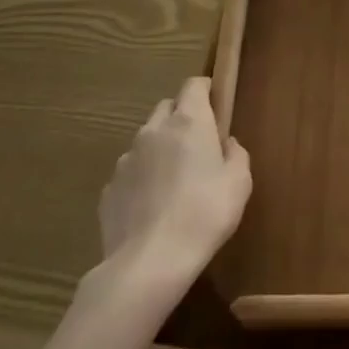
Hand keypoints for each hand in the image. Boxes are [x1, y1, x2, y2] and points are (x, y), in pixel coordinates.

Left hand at [94, 77, 250, 299]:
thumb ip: (235, 154)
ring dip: (160, 149)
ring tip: (173, 183)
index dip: (205, 91)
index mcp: (188, 122)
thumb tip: (226, 144)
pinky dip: (142, 179)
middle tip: (197, 146)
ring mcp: (126, 159)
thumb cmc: (204, 214)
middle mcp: (154, 131)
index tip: (215, 106)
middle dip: (181, 118)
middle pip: (167, 107)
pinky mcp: (109, 189)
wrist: (149, 263)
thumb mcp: (239, 183)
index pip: (193, 85)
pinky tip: (152, 208)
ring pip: (146, 140)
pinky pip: (130, 173)